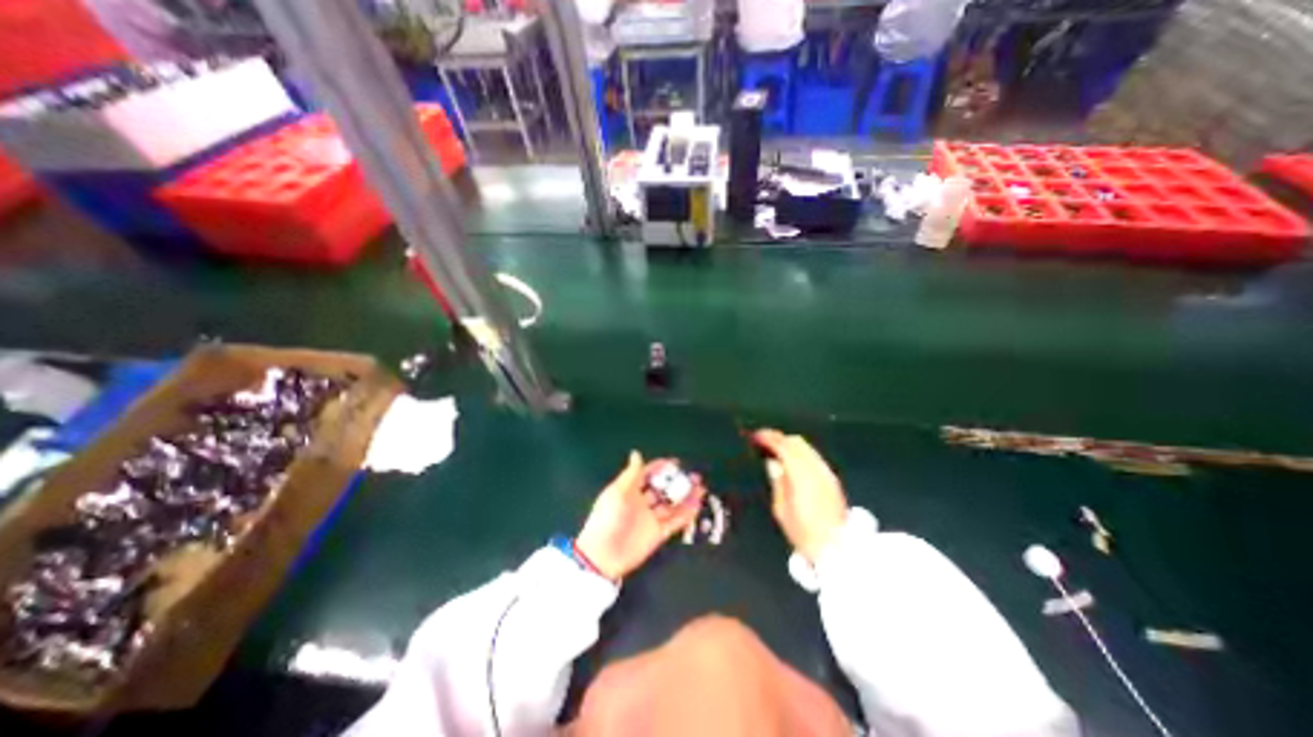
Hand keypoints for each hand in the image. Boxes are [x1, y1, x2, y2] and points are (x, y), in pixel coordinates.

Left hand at [577, 449, 708, 581]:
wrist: (603, 555)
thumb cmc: (608, 518)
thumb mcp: (617, 492)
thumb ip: (631, 474)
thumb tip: (637, 453)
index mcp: (630, 491)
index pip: (648, 475)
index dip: (660, 468)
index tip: (676, 462)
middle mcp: (643, 503)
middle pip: (663, 489)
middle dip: (677, 482)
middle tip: (694, 475)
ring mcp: (652, 518)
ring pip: (672, 504)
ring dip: (686, 496)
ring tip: (701, 487)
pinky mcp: (659, 533)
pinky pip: (676, 521)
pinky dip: (687, 513)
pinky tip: (697, 505)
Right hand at [754, 429, 845, 559]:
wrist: (836, 548)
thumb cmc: (803, 532)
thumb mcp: (781, 509)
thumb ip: (778, 481)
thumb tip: (772, 462)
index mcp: (801, 475)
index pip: (783, 447)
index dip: (769, 438)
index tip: (756, 436)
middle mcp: (816, 469)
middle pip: (796, 442)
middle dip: (779, 438)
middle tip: (764, 440)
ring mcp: (826, 472)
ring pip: (807, 447)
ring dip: (790, 443)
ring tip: (775, 448)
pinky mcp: (832, 478)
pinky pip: (813, 456)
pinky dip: (800, 451)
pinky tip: (791, 459)